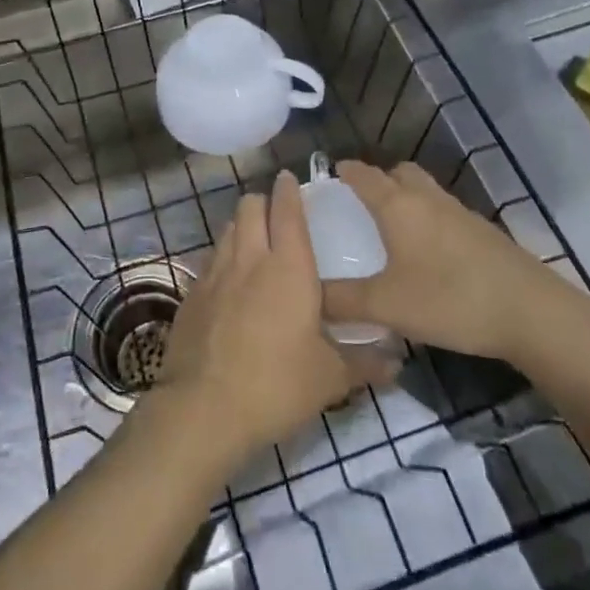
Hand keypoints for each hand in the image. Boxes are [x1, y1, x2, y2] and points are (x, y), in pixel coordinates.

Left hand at [153, 171, 397, 456]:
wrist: (204, 409)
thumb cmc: (277, 385)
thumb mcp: (330, 378)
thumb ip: (364, 363)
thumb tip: (397, 363)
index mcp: (288, 266)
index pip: (287, 210)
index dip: (289, 190)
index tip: (291, 179)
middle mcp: (249, 258)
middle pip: (250, 206)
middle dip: (263, 201)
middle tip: (277, 213)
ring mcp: (215, 274)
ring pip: (228, 229)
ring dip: (242, 226)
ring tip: (255, 243)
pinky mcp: (191, 295)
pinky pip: (210, 261)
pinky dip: (223, 258)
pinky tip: (230, 283)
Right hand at [322, 161, 569, 363]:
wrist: (530, 311)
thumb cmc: (450, 299)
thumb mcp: (388, 305)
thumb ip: (343, 301)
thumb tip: (307, 296)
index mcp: (399, 206)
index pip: (365, 175)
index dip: (347, 171)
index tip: (331, 172)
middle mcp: (428, 199)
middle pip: (400, 173)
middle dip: (380, 179)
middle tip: (362, 200)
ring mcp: (460, 213)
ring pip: (426, 191)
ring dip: (407, 198)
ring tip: (393, 227)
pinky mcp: (483, 232)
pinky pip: (445, 212)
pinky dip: (429, 219)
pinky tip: (429, 253)